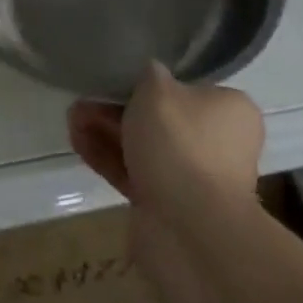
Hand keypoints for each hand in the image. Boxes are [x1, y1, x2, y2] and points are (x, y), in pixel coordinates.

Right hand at [67, 64, 263, 224]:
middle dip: (117, 107)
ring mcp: (193, 179)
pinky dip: (107, 157)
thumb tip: (149, 75)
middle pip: (160, 118)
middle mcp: (218, 145)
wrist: (190, 229)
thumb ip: (149, 74)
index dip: (151, 82)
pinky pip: (134, 174)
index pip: (189, 89)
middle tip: (85, 98)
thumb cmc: (180, 143)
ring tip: (71, 118)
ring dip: (106, 131)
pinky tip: (77, 141)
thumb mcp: (158, 88)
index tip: (119, 78)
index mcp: (230, 112)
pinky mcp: (167, 206)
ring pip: (143, 147)